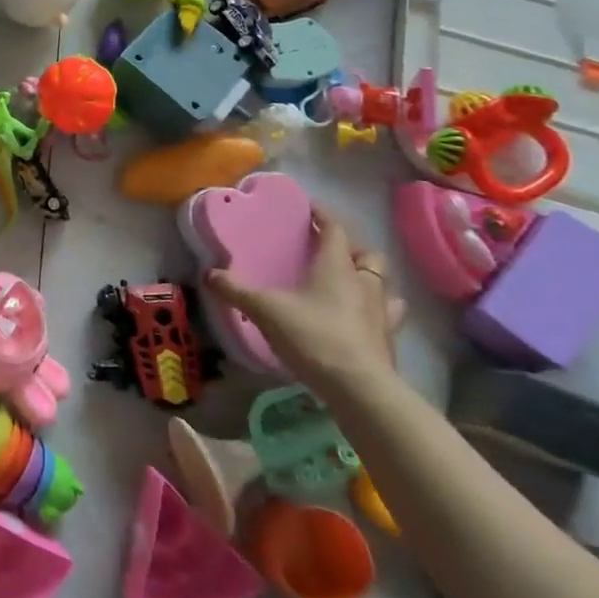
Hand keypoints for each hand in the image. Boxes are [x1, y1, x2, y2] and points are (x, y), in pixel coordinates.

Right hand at [205, 207, 404, 399]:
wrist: (360, 389)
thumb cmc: (313, 336)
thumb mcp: (265, 310)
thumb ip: (236, 290)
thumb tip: (209, 273)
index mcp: (336, 267)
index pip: (334, 230)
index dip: (323, 216)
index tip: (310, 208)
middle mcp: (364, 284)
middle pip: (368, 256)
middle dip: (351, 250)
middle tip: (329, 254)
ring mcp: (382, 313)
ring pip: (384, 286)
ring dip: (369, 282)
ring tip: (349, 286)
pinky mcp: (388, 341)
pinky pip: (388, 317)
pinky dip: (375, 313)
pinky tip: (359, 321)